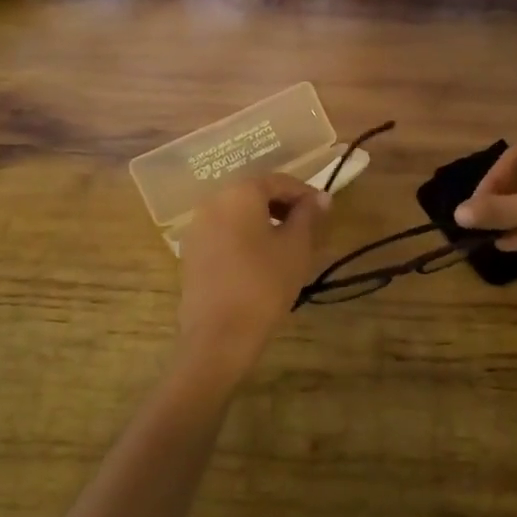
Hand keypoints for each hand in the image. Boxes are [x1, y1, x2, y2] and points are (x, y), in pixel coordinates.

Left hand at [178, 173, 330, 356]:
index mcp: (240, 192)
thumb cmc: (264, 284)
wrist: (219, 335)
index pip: (278, 181)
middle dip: (283, 205)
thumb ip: (308, 216)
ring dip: (263, 220)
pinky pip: (223, 231)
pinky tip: (261, 258)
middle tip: (308, 226)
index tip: (324, 210)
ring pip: (237, 212)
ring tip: (287, 243)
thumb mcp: (296, 247)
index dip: (305, 193)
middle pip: (254, 193)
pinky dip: (244, 235)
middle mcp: (213, 200)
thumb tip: (321, 198)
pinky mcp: (191, 250)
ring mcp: (197, 226)